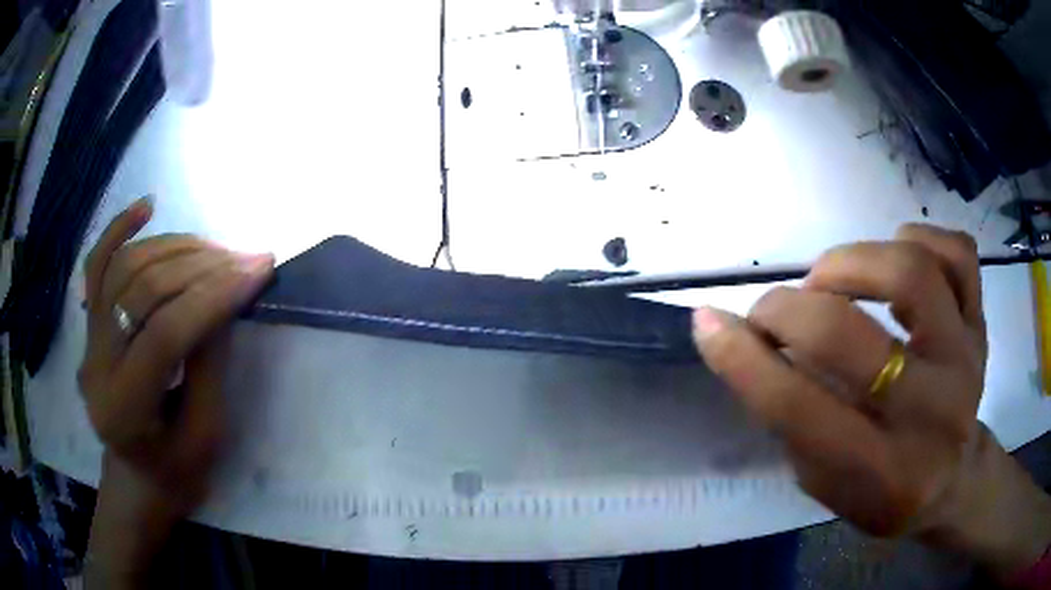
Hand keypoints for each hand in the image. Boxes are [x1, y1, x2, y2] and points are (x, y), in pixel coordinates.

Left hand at [79, 198, 272, 584]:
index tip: (259, 269)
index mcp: (124, 410)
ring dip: (175, 247)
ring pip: (125, 268)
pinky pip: (97, 265)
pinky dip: (120, 229)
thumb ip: (209, 365)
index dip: (213, 297)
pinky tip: (147, 206)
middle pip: (142, 292)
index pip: (165, 335)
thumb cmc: (176, 472)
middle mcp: (96, 365)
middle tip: (247, 257)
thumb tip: (225, 298)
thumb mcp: (205, 436)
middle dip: (201, 267)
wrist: (136, 477)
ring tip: (216, 249)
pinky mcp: (89, 323)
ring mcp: (88, 338)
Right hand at [692, 224, 1050, 579]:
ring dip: (850, 262)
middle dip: (790, 311)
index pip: (802, 411)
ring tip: (829, 281)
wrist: (954, 480)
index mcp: (883, 474)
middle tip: (774, 311)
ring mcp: (966, 356)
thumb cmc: (883, 492)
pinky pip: (956, 251)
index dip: (744, 362)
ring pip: (910, 272)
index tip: (708, 323)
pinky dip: (918, 239)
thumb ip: (790, 416)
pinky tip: (895, 258)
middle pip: (851, 337)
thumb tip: (743, 340)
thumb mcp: (825, 482)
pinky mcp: (980, 321)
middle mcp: (933, 412)